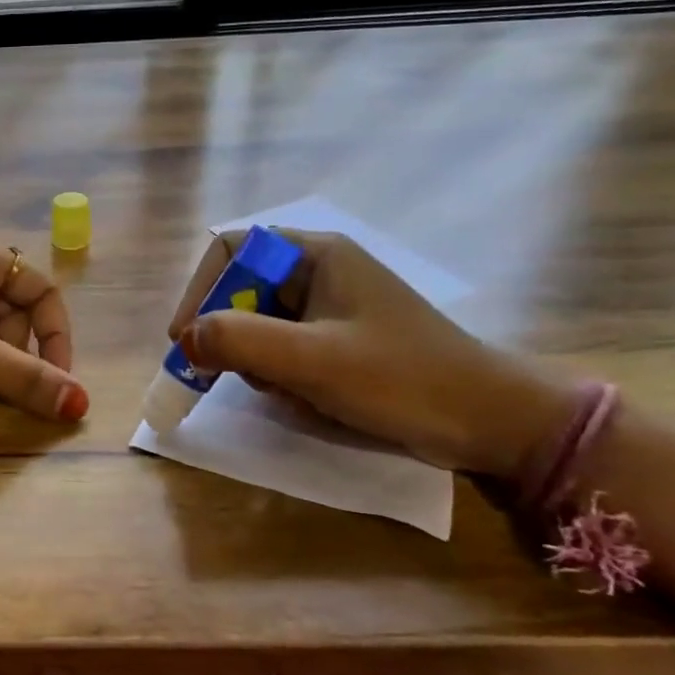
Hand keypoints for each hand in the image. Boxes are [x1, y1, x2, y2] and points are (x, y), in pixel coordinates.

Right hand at [168, 231, 571, 476]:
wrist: (490, 423)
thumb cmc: (403, 379)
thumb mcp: (314, 360)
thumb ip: (241, 341)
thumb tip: (184, 339)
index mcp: (315, 254)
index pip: (231, 250)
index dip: (200, 290)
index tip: (185, 338)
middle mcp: (318, 272)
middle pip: (240, 290)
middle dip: (230, 335)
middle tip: (222, 375)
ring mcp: (329, 309)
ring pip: (258, 325)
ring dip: (256, 361)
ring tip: (285, 390)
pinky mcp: (337, 342)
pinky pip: (283, 350)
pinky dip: (280, 375)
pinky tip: (306, 398)